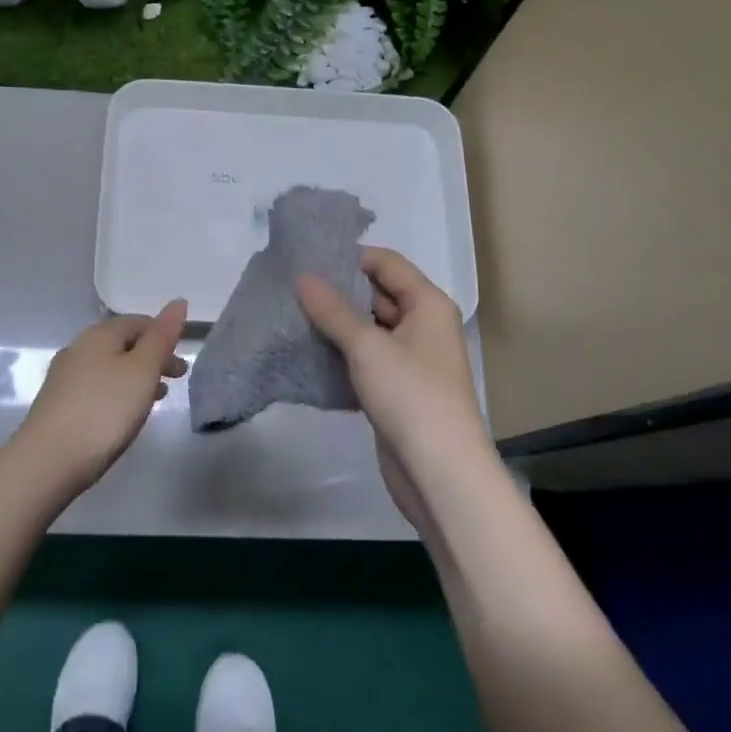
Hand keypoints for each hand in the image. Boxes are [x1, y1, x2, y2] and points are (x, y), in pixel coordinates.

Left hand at [20, 301, 188, 491]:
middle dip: (152, 357)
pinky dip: (118, 393)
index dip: (163, 334)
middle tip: (177, 379)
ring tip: (157, 398)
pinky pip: (97, 388)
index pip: (138, 322)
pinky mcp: (58, 404)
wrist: (48, 460)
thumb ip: (162, 336)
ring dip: (137, 377)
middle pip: (123, 344)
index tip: (182, 358)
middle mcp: (78, 348)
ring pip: (110, 367)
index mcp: (99, 334)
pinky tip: (124, 415)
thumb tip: (178, 302)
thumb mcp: (143, 370)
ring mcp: (65, 377)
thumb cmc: (104, 410)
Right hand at [297, 249, 496, 528]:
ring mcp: (411, 361)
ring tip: (291, 318)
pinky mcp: (397, 391)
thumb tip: (303, 276)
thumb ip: (333, 310)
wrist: (440, 473)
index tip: (307, 261)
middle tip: (291, 290)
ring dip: (336, 326)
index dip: (350, 258)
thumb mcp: (367, 346)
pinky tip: (307, 356)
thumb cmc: (410, 395)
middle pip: (377, 295)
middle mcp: (423, 326)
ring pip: (369, 331)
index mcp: (428, 304)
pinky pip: (366, 361)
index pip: (387, 263)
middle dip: (338, 293)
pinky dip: (341, 357)